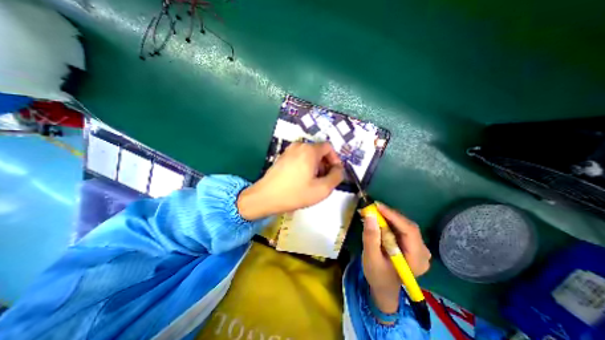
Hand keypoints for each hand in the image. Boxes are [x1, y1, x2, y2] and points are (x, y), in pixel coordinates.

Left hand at [237, 141, 341, 219]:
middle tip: (324, 180)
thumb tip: (338, 169)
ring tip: (313, 182)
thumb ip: (336, 177)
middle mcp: (299, 146)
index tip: (334, 172)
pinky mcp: (282, 157)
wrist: (265, 197)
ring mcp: (288, 151)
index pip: (328, 147)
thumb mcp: (322, 189)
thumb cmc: (295, 193)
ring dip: (315, 166)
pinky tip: (302, 180)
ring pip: (309, 155)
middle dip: (325, 164)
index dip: (335, 159)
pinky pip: (299, 158)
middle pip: (318, 151)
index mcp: (309, 150)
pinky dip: (305, 166)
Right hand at [361, 203, 431, 313]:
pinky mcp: (412, 245)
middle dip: (390, 215)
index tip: (377, 206)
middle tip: (373, 208)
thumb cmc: (377, 275)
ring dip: (389, 217)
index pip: (409, 231)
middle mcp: (423, 252)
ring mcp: (419, 248)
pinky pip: (402, 228)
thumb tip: (370, 215)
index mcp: (417, 260)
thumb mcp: (371, 257)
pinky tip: (380, 220)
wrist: (383, 287)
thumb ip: (371, 237)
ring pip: (405, 225)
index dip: (394, 216)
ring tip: (374, 212)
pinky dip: (390, 222)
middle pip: (408, 226)